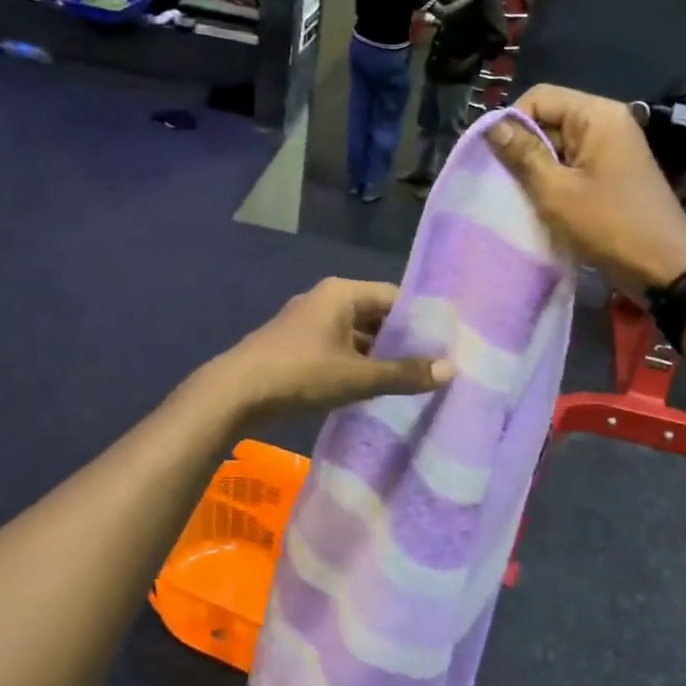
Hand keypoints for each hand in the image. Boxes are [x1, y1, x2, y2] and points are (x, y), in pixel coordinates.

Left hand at [211, 279, 450, 416]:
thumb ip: (403, 373)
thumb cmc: (300, 374)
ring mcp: (309, 322)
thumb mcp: (357, 376)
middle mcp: (326, 299)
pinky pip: (339, 348)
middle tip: (435, 363)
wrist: (234, 393)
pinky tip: (374, 386)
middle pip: (375, 315)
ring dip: (379, 355)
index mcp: (341, 292)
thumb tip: (451, 369)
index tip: (447, 341)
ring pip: (356, 334)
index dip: (421, 319)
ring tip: (412, 378)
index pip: (394, 296)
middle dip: (401, 340)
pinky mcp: (298, 345)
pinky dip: (357, 363)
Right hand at [487, 85, 685, 290]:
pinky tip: (539, 204)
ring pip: (557, 146)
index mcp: (597, 115)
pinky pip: (571, 166)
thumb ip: (522, 155)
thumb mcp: (556, 191)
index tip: (494, 158)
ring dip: (535, 169)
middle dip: (522, 148)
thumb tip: (491, 125)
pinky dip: (552, 181)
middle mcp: (606, 123)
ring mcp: (610, 149)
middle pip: (549, 119)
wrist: (663, 267)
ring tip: (518, 196)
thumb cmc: (608, 225)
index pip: (540, 97)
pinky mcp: (610, 174)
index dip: (512, 122)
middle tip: (502, 182)